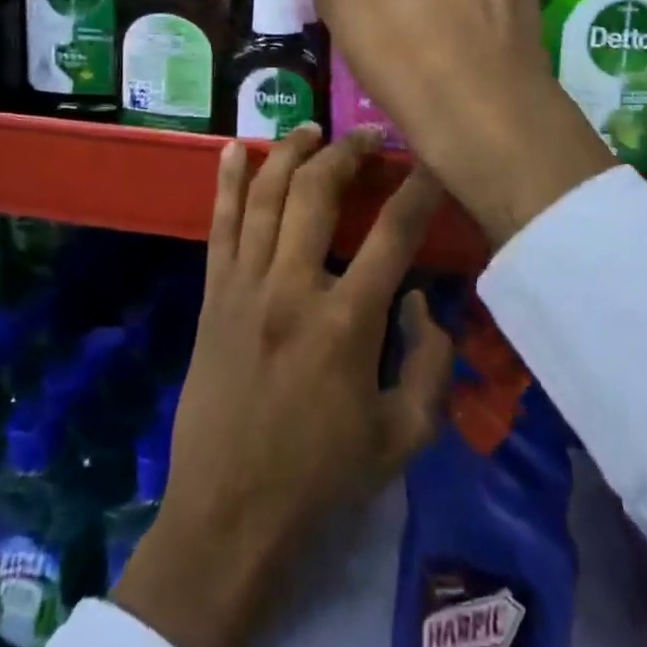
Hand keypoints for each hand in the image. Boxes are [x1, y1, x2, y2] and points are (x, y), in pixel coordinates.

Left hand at [111, 125, 454, 646]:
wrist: (229, 517)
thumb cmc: (322, 479)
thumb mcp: (405, 437)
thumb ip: (431, 363)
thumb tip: (421, 302)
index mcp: (347, 322)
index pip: (394, 234)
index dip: (419, 189)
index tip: (432, 159)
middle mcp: (293, 288)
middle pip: (319, 193)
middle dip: (348, 153)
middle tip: (370, 136)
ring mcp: (246, 287)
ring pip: (267, 196)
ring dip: (290, 153)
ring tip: (312, 129)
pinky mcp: (214, 297)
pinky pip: (220, 226)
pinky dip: (228, 183)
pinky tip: (234, 149)